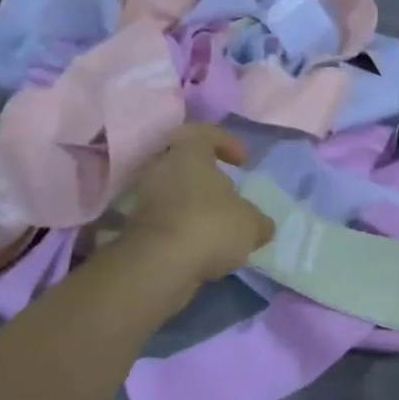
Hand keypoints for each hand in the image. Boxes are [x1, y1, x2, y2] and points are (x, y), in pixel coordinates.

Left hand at [115, 125, 272, 283]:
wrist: (158, 266)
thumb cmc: (210, 226)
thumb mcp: (252, 224)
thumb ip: (259, 221)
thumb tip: (261, 226)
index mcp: (188, 154)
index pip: (204, 133)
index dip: (227, 142)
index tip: (243, 162)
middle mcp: (162, 170)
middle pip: (187, 166)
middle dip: (210, 181)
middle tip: (231, 197)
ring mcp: (145, 200)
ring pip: (177, 195)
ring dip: (198, 208)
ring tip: (222, 228)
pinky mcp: (138, 231)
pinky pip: (169, 221)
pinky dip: (186, 230)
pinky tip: (206, 249)